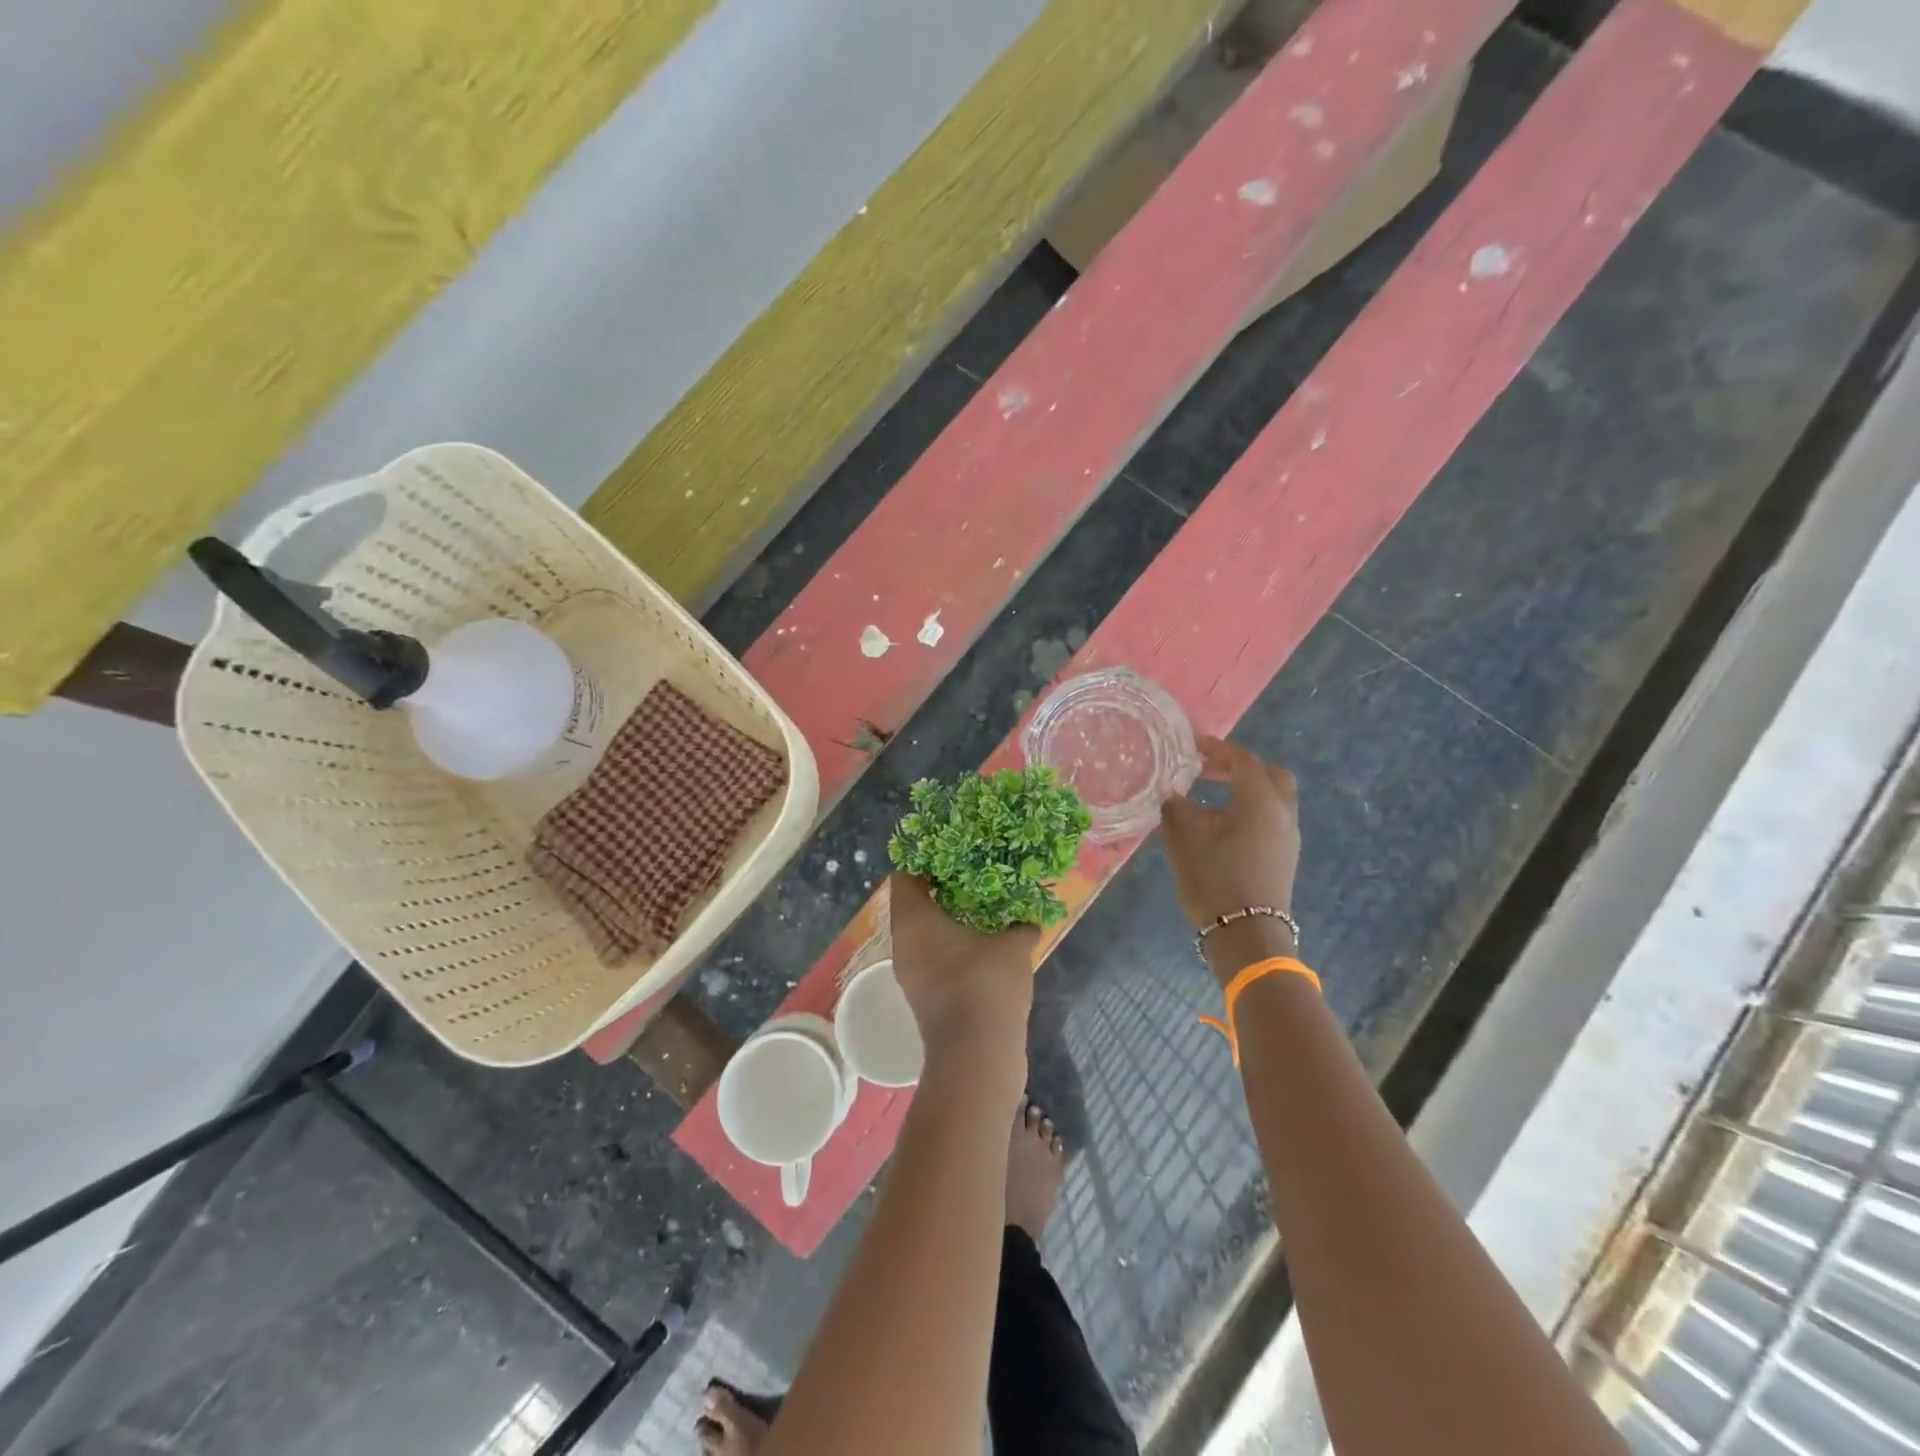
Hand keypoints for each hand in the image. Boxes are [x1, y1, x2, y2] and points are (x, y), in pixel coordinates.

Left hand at [887, 873, 1035, 1081]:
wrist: (977, 1058)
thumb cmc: (986, 986)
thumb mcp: (1013, 945)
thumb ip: (1019, 925)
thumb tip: (1028, 920)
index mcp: (914, 920)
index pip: (905, 876)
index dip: (926, 861)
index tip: (954, 851)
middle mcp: (904, 944)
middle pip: (915, 904)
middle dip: (944, 889)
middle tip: (977, 874)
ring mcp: (912, 974)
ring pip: (927, 934)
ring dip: (952, 921)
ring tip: (986, 907)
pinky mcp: (926, 998)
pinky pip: (936, 959)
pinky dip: (955, 948)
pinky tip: (987, 945)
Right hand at [1160, 738, 1301, 981]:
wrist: (1246, 934)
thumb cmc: (1213, 879)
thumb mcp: (1183, 839)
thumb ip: (1176, 808)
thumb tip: (1173, 794)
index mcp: (1259, 800)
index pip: (1242, 760)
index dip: (1217, 748)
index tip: (1192, 745)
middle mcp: (1281, 812)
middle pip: (1269, 774)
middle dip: (1239, 767)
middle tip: (1207, 770)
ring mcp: (1288, 836)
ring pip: (1273, 798)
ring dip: (1245, 789)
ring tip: (1209, 797)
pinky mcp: (1285, 856)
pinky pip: (1271, 818)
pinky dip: (1250, 809)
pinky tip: (1221, 825)